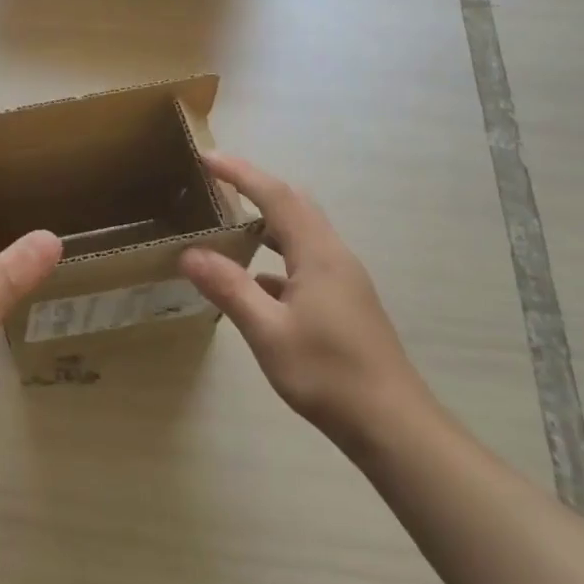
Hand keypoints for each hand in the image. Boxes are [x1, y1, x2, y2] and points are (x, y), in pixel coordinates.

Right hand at [179, 152, 430, 448]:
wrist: (393, 426)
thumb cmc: (329, 374)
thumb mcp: (269, 332)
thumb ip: (230, 288)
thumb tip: (190, 254)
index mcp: (318, 253)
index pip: (276, 195)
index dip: (240, 172)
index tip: (206, 157)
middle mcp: (334, 255)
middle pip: (294, 204)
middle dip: (255, 186)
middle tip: (216, 182)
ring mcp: (343, 278)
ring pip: (302, 231)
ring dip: (267, 218)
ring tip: (230, 221)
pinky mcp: (344, 301)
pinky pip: (305, 259)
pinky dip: (277, 254)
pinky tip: (255, 280)